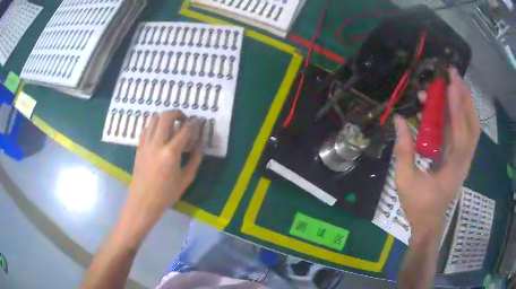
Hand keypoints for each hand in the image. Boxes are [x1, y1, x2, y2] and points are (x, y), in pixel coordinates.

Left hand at [128, 110, 202, 223]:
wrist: (143, 201)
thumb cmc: (166, 194)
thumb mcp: (185, 179)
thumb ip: (195, 160)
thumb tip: (199, 145)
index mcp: (171, 153)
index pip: (184, 130)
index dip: (193, 124)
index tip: (198, 121)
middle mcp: (157, 143)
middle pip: (166, 117)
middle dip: (177, 113)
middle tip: (183, 119)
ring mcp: (146, 144)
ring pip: (153, 119)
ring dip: (164, 117)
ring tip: (171, 124)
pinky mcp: (139, 147)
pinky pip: (146, 128)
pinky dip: (154, 125)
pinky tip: (159, 133)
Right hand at [394, 68, 479, 237]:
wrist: (429, 223)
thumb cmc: (418, 205)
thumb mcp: (405, 181)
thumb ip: (403, 150)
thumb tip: (399, 120)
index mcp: (453, 167)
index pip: (460, 131)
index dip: (456, 106)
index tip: (451, 83)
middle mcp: (464, 160)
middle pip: (472, 124)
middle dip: (465, 97)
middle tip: (454, 75)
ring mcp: (465, 159)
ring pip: (472, 127)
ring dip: (465, 103)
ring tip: (455, 83)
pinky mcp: (461, 158)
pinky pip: (466, 132)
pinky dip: (462, 114)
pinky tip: (454, 103)